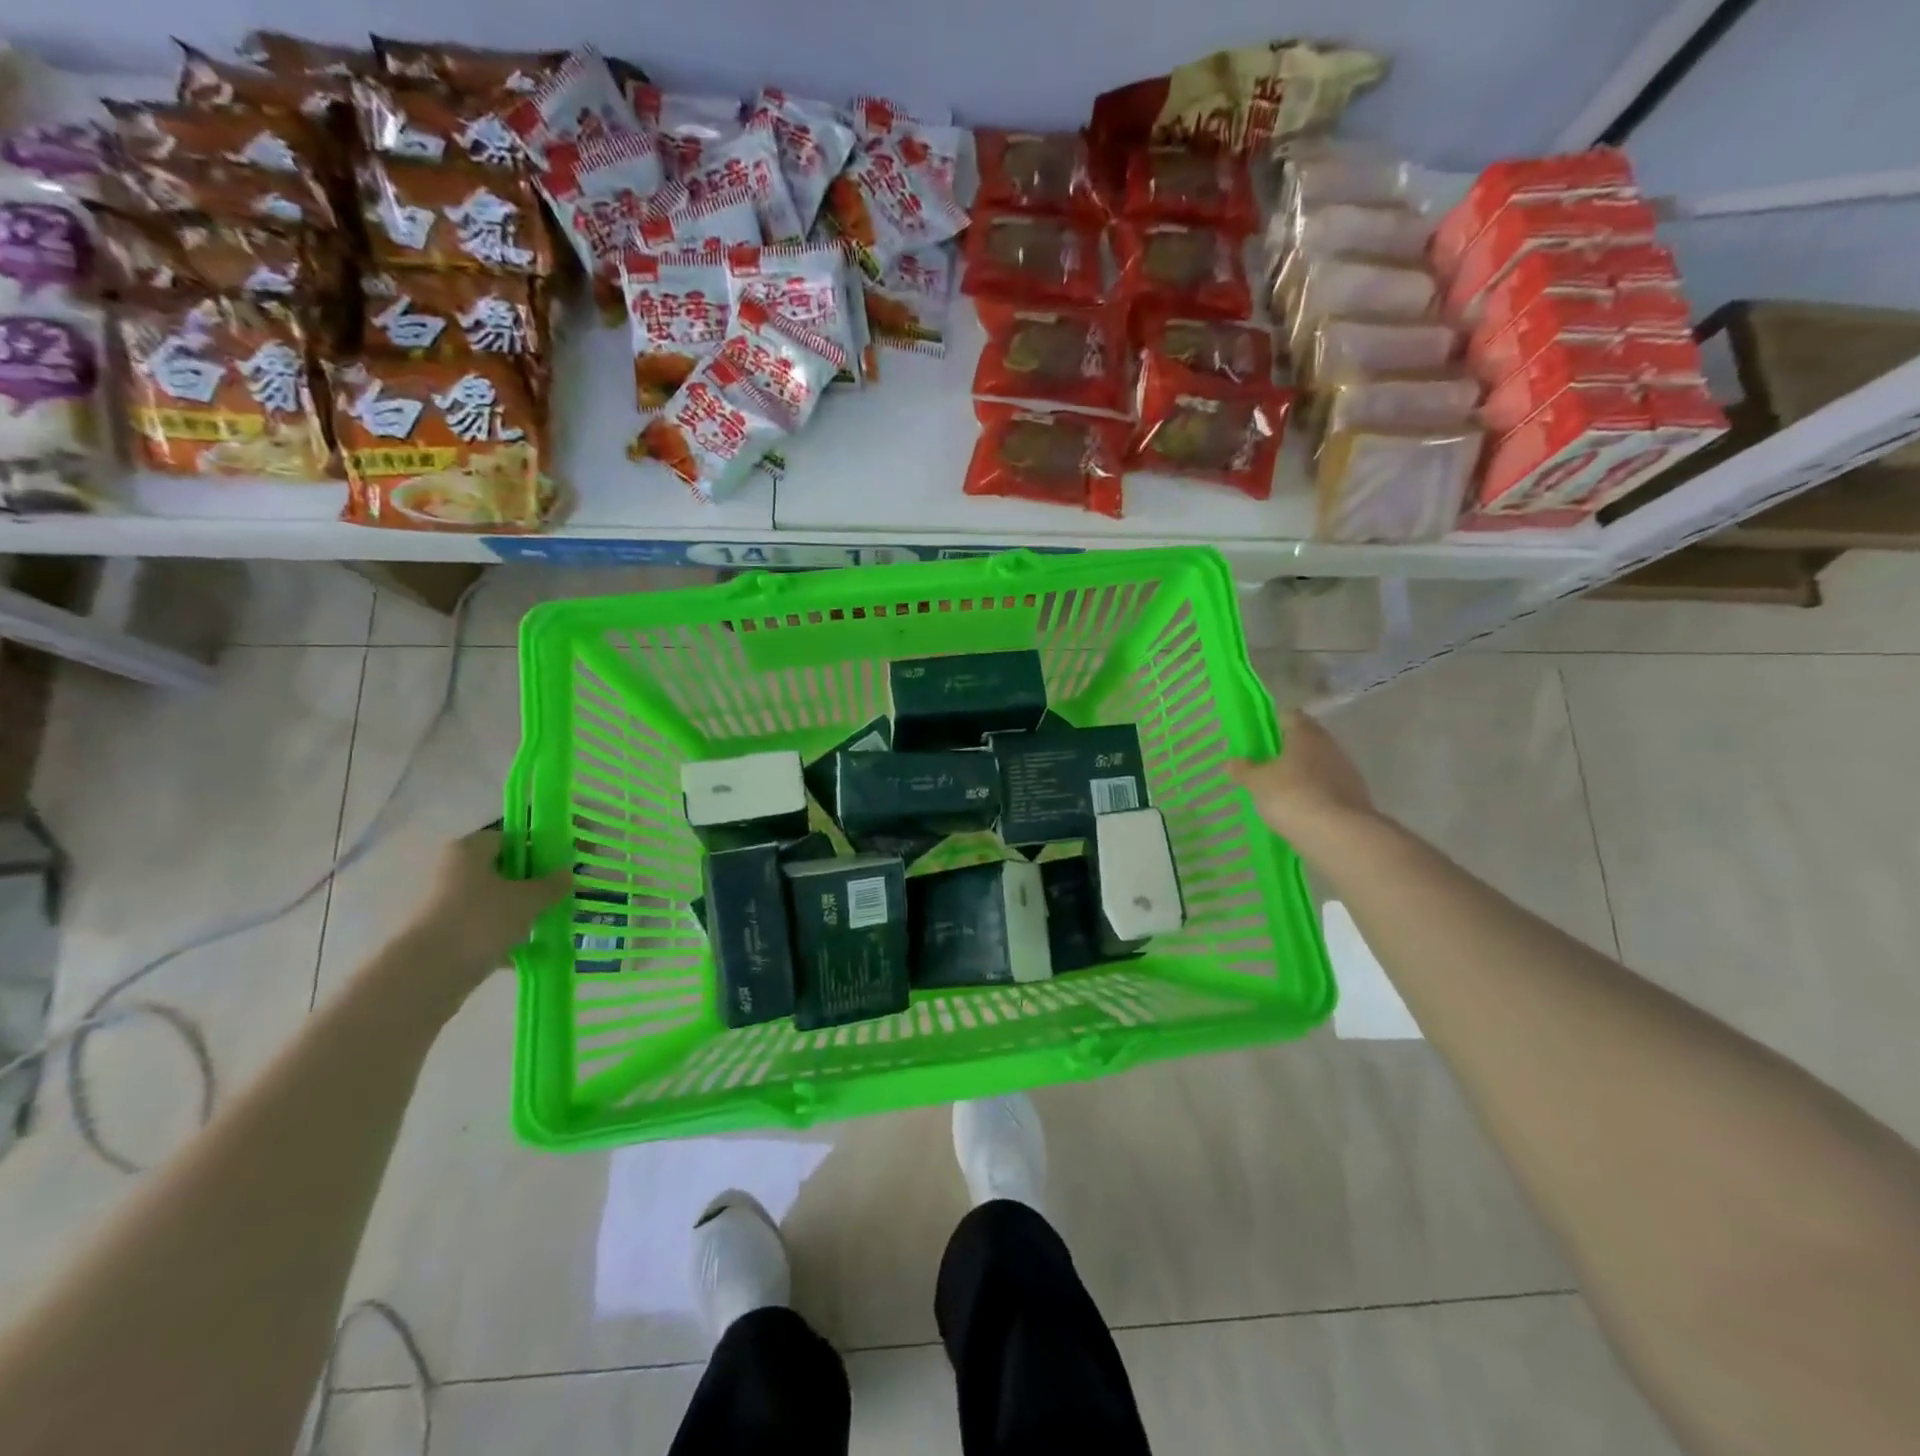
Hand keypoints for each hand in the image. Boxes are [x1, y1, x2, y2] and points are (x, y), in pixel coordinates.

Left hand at [401, 829, 570, 990]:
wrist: (428, 974)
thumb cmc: (481, 920)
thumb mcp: (529, 899)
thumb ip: (552, 884)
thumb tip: (567, 875)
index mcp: (469, 850)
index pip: (511, 838)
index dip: (539, 849)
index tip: (562, 865)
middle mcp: (454, 871)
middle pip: (503, 870)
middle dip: (533, 883)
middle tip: (560, 894)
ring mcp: (447, 904)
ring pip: (495, 901)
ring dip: (521, 911)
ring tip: (550, 922)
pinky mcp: (447, 934)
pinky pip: (485, 928)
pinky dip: (507, 936)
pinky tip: (532, 949)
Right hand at [1229, 712, 1378, 855]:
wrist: (1339, 836)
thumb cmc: (1292, 796)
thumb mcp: (1257, 783)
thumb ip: (1243, 770)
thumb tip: (1230, 762)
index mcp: (1306, 734)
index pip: (1289, 716)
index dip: (1272, 723)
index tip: (1257, 738)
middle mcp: (1329, 746)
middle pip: (1305, 740)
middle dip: (1286, 750)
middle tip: (1263, 764)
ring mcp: (1346, 771)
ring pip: (1318, 765)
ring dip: (1302, 774)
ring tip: (1279, 790)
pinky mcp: (1355, 797)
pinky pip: (1328, 788)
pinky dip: (1314, 794)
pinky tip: (1299, 809)